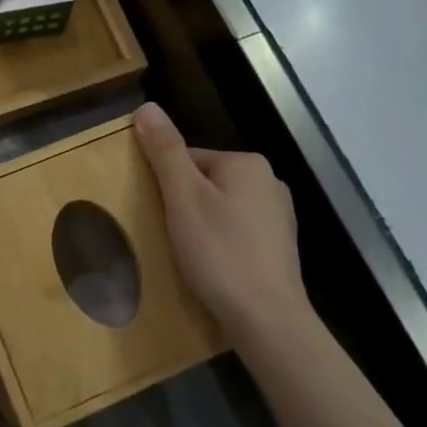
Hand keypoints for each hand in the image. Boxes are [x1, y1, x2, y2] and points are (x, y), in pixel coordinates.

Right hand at [134, 103, 308, 342]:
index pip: (189, 159)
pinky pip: (238, 234)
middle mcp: (269, 182)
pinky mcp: (280, 248)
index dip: (166, 186)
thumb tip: (146, 106)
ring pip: (222, 210)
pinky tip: (213, 268)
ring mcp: (279, 217)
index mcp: (246, 163)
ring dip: (201, 227)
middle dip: (184, 207)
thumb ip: (165, 151)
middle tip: (170, 238)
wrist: (267, 320)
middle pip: (206, 183)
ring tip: (189, 256)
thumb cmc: (220, 253)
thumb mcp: (183, 197)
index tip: (158, 216)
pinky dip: (221, 245)